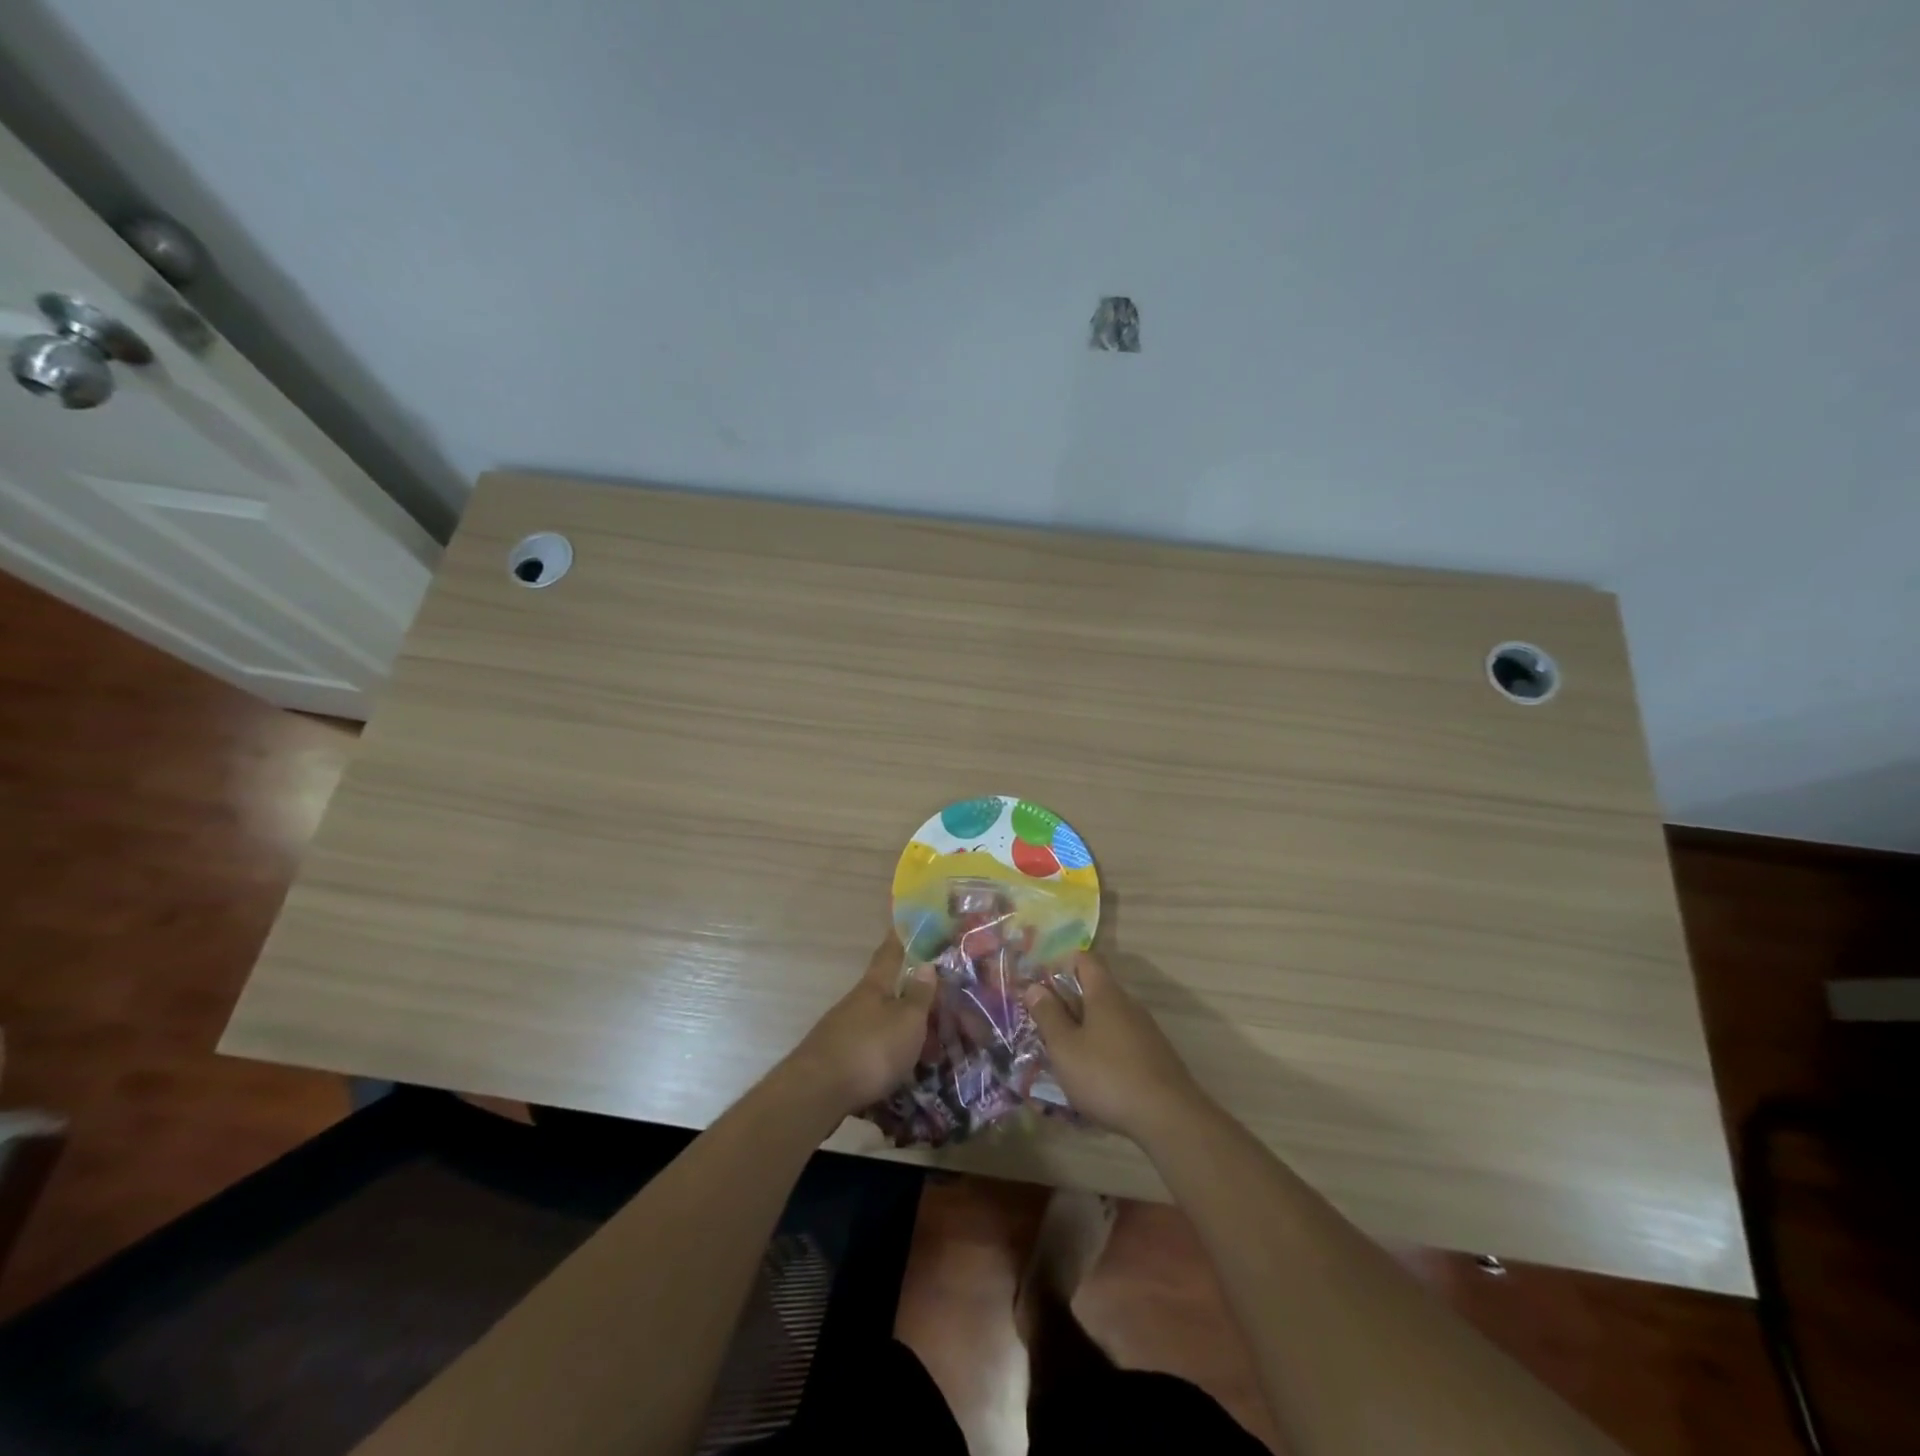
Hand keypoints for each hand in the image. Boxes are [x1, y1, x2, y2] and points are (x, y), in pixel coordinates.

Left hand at [787, 934, 935, 1114]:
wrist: (817, 1094)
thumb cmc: (871, 1049)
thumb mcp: (907, 1021)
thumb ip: (919, 995)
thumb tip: (926, 964)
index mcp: (874, 987)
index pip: (889, 953)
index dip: (898, 939)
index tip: (903, 923)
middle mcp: (855, 1003)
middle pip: (884, 992)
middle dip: (907, 998)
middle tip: (935, 1008)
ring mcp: (842, 1031)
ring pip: (878, 1024)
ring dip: (899, 1033)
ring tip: (925, 1052)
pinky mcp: (835, 1060)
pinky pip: (870, 1051)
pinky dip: (887, 1057)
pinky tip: (900, 1074)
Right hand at [1022, 952, 1208, 1142]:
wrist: (1169, 1118)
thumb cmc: (1107, 1076)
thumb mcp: (1065, 1048)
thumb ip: (1048, 1015)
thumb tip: (1035, 987)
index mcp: (1105, 994)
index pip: (1084, 959)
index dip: (1061, 965)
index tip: (1040, 986)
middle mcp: (1127, 1005)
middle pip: (1094, 990)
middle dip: (1068, 1005)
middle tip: (1043, 1027)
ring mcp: (1144, 1031)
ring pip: (1107, 1020)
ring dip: (1084, 1031)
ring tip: (1063, 1057)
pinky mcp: (1154, 1057)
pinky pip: (1120, 1043)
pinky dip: (1102, 1051)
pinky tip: (1092, 1079)